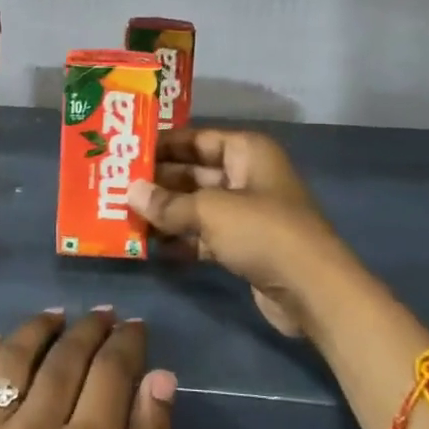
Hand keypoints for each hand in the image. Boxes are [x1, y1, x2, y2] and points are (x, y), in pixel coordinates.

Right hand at [127, 127, 358, 337]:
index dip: (163, 144)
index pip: (197, 138)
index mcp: (247, 152)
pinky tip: (149, 247)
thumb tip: (130, 192)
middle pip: (194, 172)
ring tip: (123, 217)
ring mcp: (246, 213)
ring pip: (196, 206)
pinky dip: (181, 240)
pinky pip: (204, 235)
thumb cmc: (263, 232)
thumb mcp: (210, 211)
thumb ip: (167, 202)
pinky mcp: (244, 245)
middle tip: (115, 186)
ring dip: (166, 213)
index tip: (127, 151)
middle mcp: (247, 176)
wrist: (313, 291)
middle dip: (159, 182)